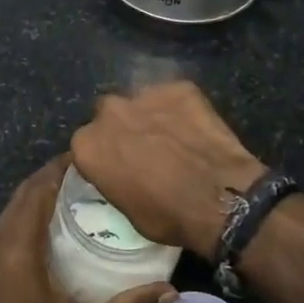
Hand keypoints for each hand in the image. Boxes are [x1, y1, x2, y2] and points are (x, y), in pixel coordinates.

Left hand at [0, 156, 174, 302]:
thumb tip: (171, 292)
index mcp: (18, 248)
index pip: (37, 189)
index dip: (59, 168)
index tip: (88, 156)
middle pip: (22, 194)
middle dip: (50, 177)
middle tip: (87, 173)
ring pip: (9, 211)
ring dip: (35, 196)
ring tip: (71, 195)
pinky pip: (3, 229)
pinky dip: (24, 216)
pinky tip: (46, 231)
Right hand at [70, 82, 267, 261]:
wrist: (219, 197)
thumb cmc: (167, 215)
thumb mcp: (126, 210)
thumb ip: (113, 180)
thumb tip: (120, 174)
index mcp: (87, 145)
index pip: (85, 145)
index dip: (102, 155)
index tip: (115, 166)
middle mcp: (108, 112)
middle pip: (108, 115)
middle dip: (121, 128)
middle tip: (143, 149)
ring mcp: (144, 94)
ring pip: (140, 101)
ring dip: (149, 115)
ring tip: (171, 137)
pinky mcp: (178, 87)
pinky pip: (173, 96)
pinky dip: (180, 109)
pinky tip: (194, 129)